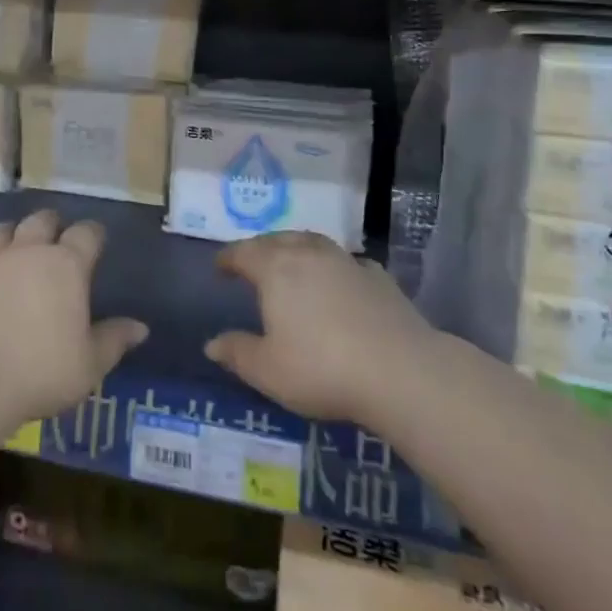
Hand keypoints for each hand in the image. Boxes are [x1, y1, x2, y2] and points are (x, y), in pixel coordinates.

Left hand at [0, 209, 147, 436]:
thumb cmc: (40, 373)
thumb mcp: (89, 365)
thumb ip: (114, 340)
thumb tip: (140, 327)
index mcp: (66, 266)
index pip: (87, 234)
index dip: (93, 234)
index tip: (97, 241)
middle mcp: (27, 252)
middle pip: (41, 221)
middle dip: (51, 225)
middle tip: (55, 238)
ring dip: (8, 235)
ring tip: (11, 244)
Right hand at [206, 232, 437, 426]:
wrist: (400, 370)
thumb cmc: (322, 368)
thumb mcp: (268, 370)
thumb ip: (237, 353)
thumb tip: (211, 344)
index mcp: (275, 269)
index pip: (244, 252)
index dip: (228, 258)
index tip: (220, 267)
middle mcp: (308, 254)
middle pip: (277, 240)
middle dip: (260, 248)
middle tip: (252, 261)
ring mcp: (346, 261)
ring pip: (313, 242)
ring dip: (297, 247)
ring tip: (292, 261)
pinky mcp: (378, 276)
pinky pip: (346, 261)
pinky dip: (334, 265)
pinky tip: (339, 279)